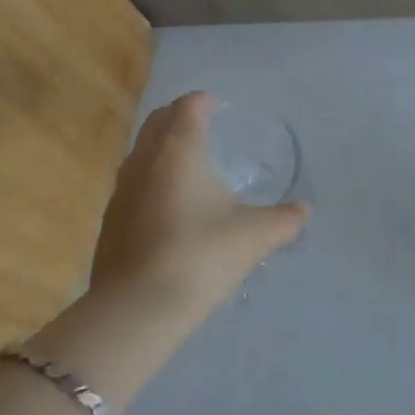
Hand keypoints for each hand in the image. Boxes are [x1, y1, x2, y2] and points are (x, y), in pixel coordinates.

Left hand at [86, 92, 309, 325]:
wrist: (136, 311)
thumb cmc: (199, 257)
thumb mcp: (254, 237)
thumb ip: (284, 220)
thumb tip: (304, 211)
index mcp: (178, 151)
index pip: (187, 107)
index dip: (203, 102)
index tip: (219, 107)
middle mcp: (144, 161)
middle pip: (157, 121)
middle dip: (179, 117)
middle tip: (204, 126)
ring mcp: (121, 192)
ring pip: (140, 152)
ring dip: (161, 146)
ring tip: (188, 164)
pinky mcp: (110, 222)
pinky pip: (131, 183)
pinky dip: (150, 178)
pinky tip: (169, 206)